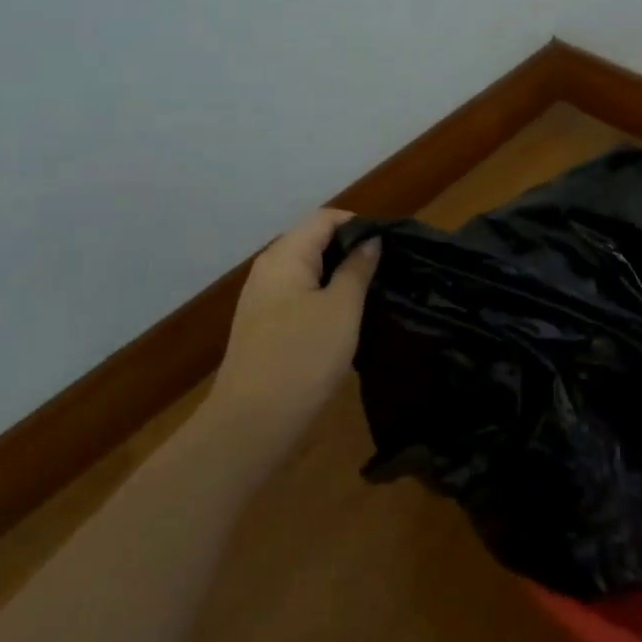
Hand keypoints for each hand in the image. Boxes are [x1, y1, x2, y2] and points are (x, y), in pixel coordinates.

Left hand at [208, 208, 380, 451]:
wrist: (252, 423)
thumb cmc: (303, 356)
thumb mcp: (342, 309)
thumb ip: (357, 269)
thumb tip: (370, 241)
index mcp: (285, 255)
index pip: (325, 218)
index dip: (359, 224)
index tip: (390, 245)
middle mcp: (268, 268)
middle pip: (313, 240)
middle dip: (350, 249)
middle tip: (386, 269)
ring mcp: (262, 298)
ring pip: (307, 270)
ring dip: (338, 275)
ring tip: (371, 292)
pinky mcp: (263, 325)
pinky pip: (298, 294)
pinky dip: (323, 296)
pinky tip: (344, 317)